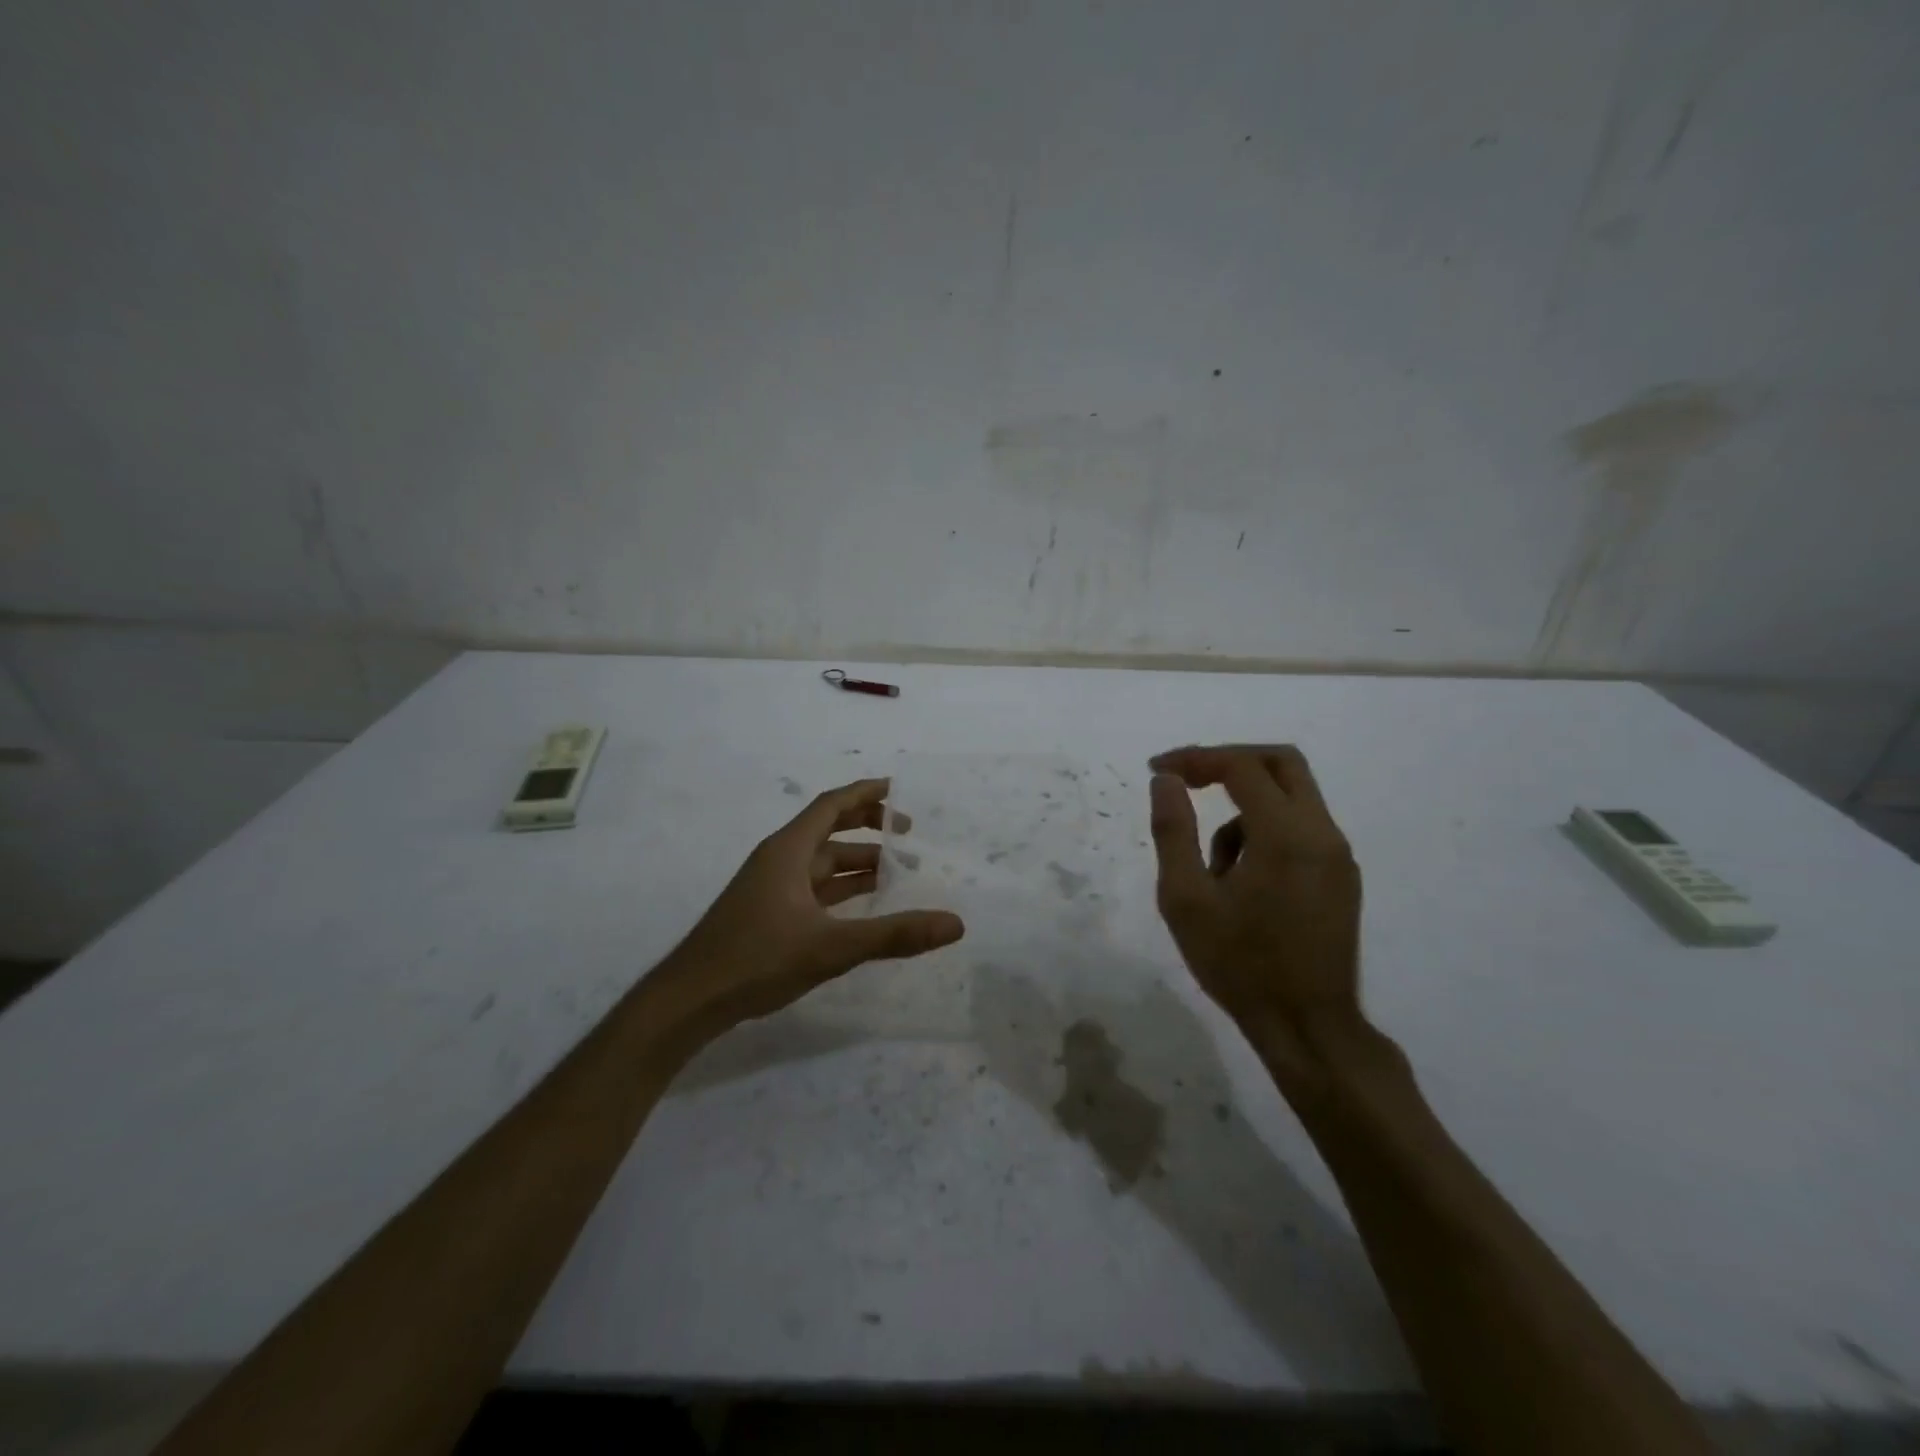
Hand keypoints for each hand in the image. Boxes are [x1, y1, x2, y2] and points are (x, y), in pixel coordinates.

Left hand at [665, 777, 964, 1029]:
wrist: (690, 1000)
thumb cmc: (757, 960)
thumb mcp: (832, 947)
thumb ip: (894, 935)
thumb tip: (955, 924)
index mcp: (788, 850)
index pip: (831, 805)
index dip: (866, 793)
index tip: (900, 790)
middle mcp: (779, 860)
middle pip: (828, 829)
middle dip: (868, 827)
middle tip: (908, 834)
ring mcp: (771, 888)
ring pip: (822, 863)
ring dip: (858, 863)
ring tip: (899, 871)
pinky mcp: (768, 914)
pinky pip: (814, 888)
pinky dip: (841, 889)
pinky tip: (863, 904)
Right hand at [1147, 745, 1363, 1049]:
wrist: (1308, 1026)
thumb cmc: (1239, 964)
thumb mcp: (1185, 899)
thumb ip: (1173, 831)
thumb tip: (1166, 781)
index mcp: (1285, 834)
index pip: (1241, 767)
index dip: (1196, 759)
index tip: (1158, 769)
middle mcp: (1322, 833)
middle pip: (1282, 762)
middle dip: (1230, 761)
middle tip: (1190, 778)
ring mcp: (1338, 855)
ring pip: (1292, 796)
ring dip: (1245, 806)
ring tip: (1212, 866)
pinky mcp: (1342, 876)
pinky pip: (1302, 827)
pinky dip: (1266, 829)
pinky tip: (1240, 880)